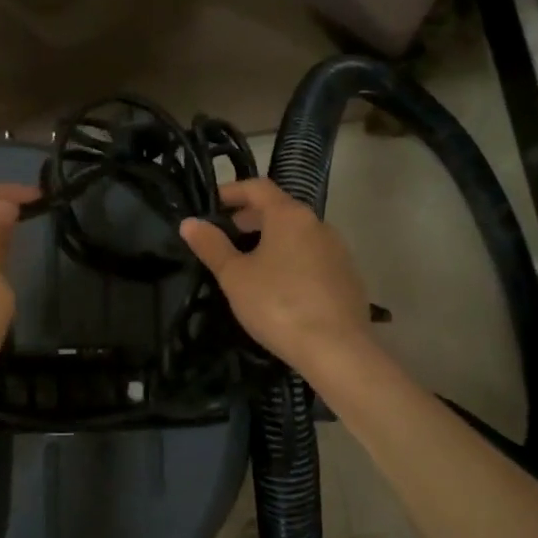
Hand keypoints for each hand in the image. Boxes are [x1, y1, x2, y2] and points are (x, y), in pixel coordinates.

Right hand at [180, 177, 373, 378]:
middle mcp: (318, 224)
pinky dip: (290, 259)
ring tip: (248, 263)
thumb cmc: (278, 305)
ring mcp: (337, 250)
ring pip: (297, 234)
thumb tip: (189, 222)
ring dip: (271, 239)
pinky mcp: (347, 276)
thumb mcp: (235, 276)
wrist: (337, 349)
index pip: (258, 187)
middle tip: (224, 236)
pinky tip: (278, 286)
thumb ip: (211, 246)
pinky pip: (312, 256)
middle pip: (279, 209)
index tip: (211, 204)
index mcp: (290, 215)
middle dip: (249, 218)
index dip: (231, 191)